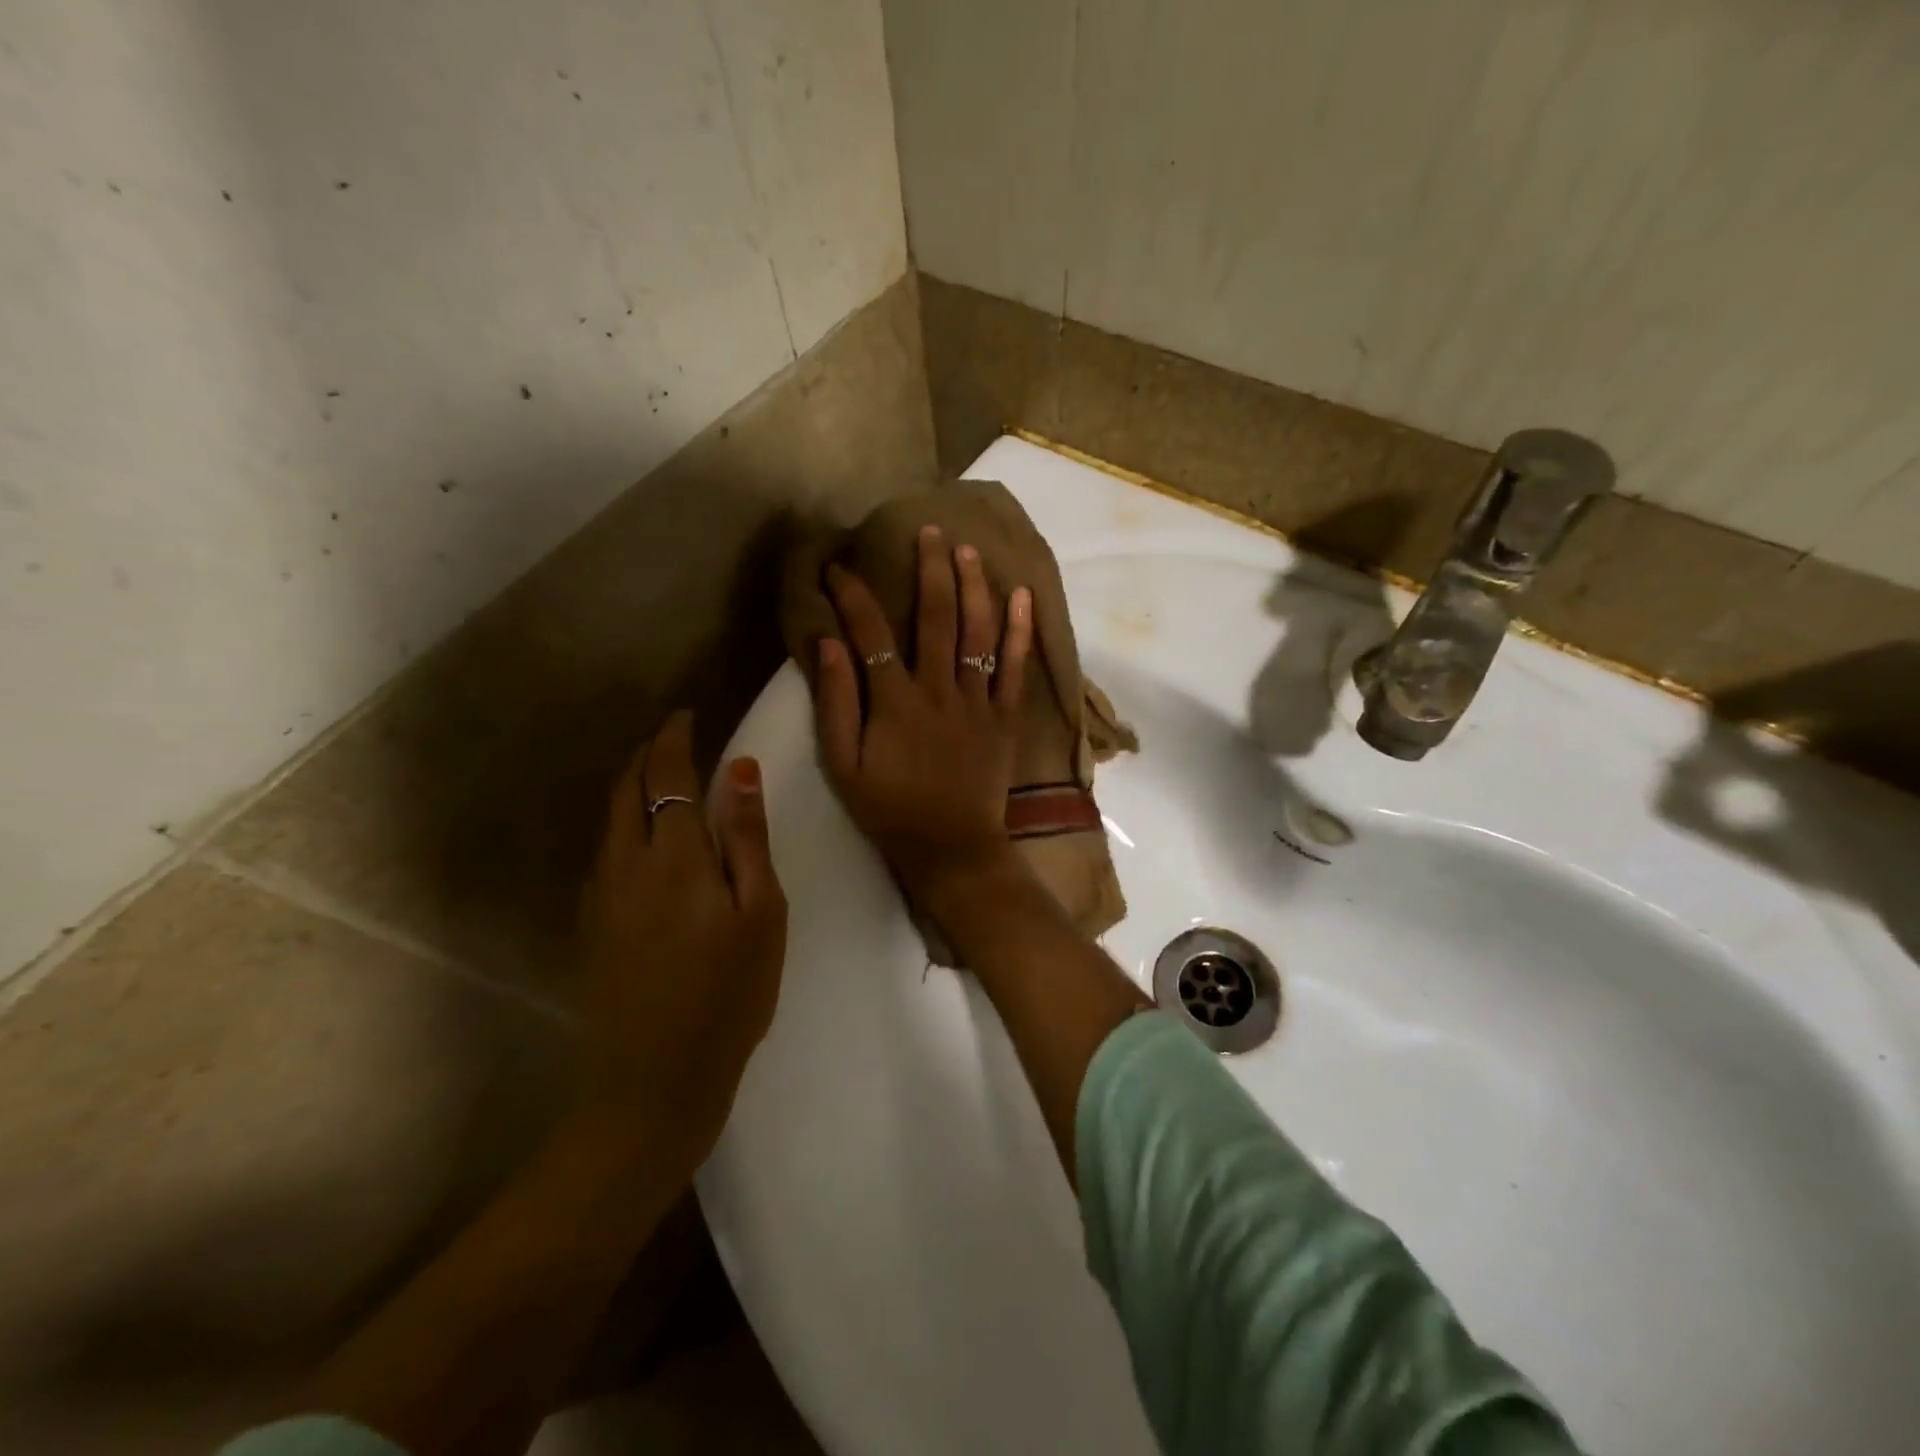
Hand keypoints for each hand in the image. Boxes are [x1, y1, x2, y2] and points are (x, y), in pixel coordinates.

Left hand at [578, 710, 787, 1166]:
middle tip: (671, 737)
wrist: (654, 1080)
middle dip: (646, 755)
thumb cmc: (729, 994)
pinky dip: (621, 823)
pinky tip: (640, 837)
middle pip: (626, 790)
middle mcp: (625, 865)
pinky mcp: (591, 925)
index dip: (674, 739)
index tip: (686, 715)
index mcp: (674, 857)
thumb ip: (746, 838)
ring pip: (609, 820)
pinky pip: (603, 852)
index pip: (667, 776)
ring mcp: (601, 896)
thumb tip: (740, 769)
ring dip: (630, 786)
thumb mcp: (760, 913)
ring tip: (657, 775)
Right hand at [813, 525, 1034, 899]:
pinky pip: (1015, 668)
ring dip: (974, 586)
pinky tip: (1022, 596)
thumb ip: (836, 703)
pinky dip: (1020, 631)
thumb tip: (828, 644)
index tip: (839, 567)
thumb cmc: (890, 810)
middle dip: (930, 569)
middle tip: (928, 530)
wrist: (951, 849)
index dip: (853, 595)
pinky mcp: (1005, 718)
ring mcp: (977, 702)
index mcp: (895, 701)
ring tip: (968, 550)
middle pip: (936, 617)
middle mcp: (939, 690)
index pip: (871, 632)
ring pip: (978, 632)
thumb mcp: (844, 766)